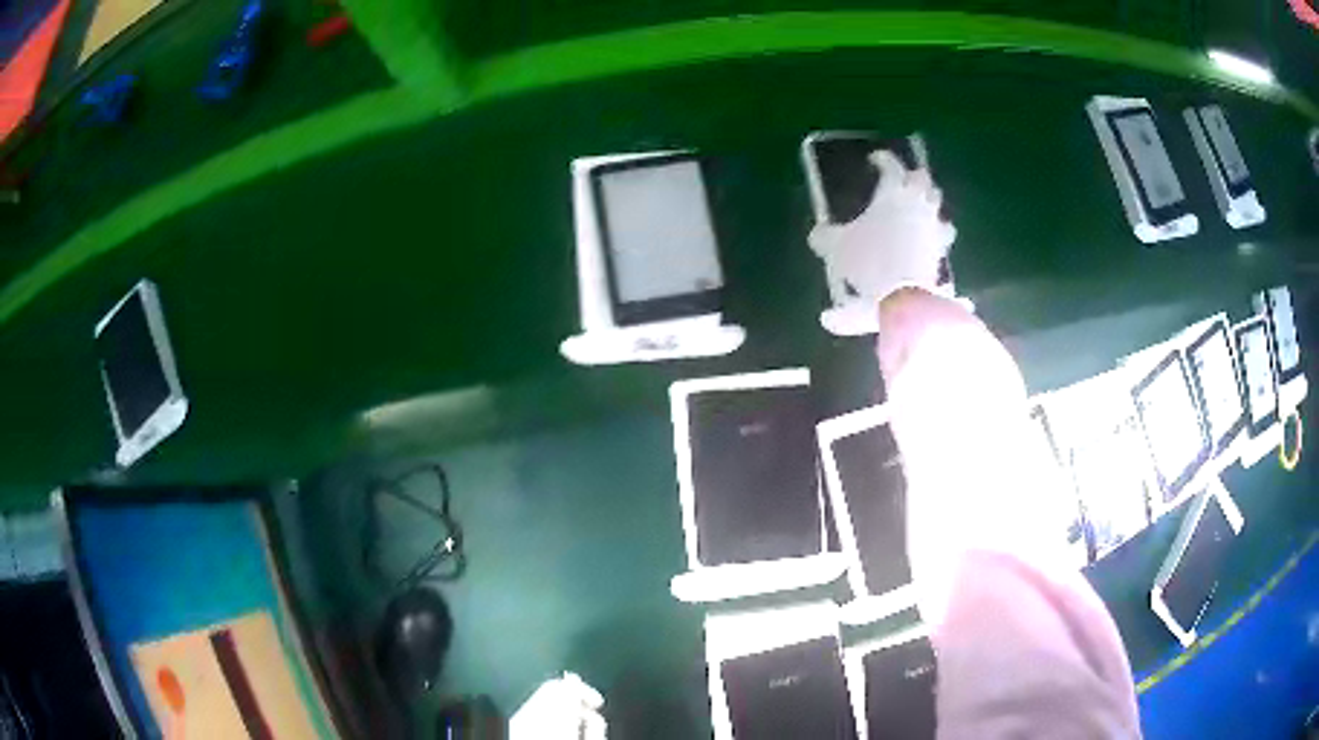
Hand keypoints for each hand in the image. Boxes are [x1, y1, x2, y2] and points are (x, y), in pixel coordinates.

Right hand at [808, 151, 954, 303]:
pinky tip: (931, 237)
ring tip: (919, 206)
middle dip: (912, 176)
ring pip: (937, 202)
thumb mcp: (836, 248)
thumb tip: (817, 235)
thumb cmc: (868, 262)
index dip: (883, 159)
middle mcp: (917, 202)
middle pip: (921, 178)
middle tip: (901, 181)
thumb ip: (825, 237)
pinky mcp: (942, 248)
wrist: (903, 296)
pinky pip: (944, 232)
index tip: (874, 160)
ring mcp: (933, 224)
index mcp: (892, 192)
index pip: (891, 165)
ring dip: (928, 200)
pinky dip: (938, 231)